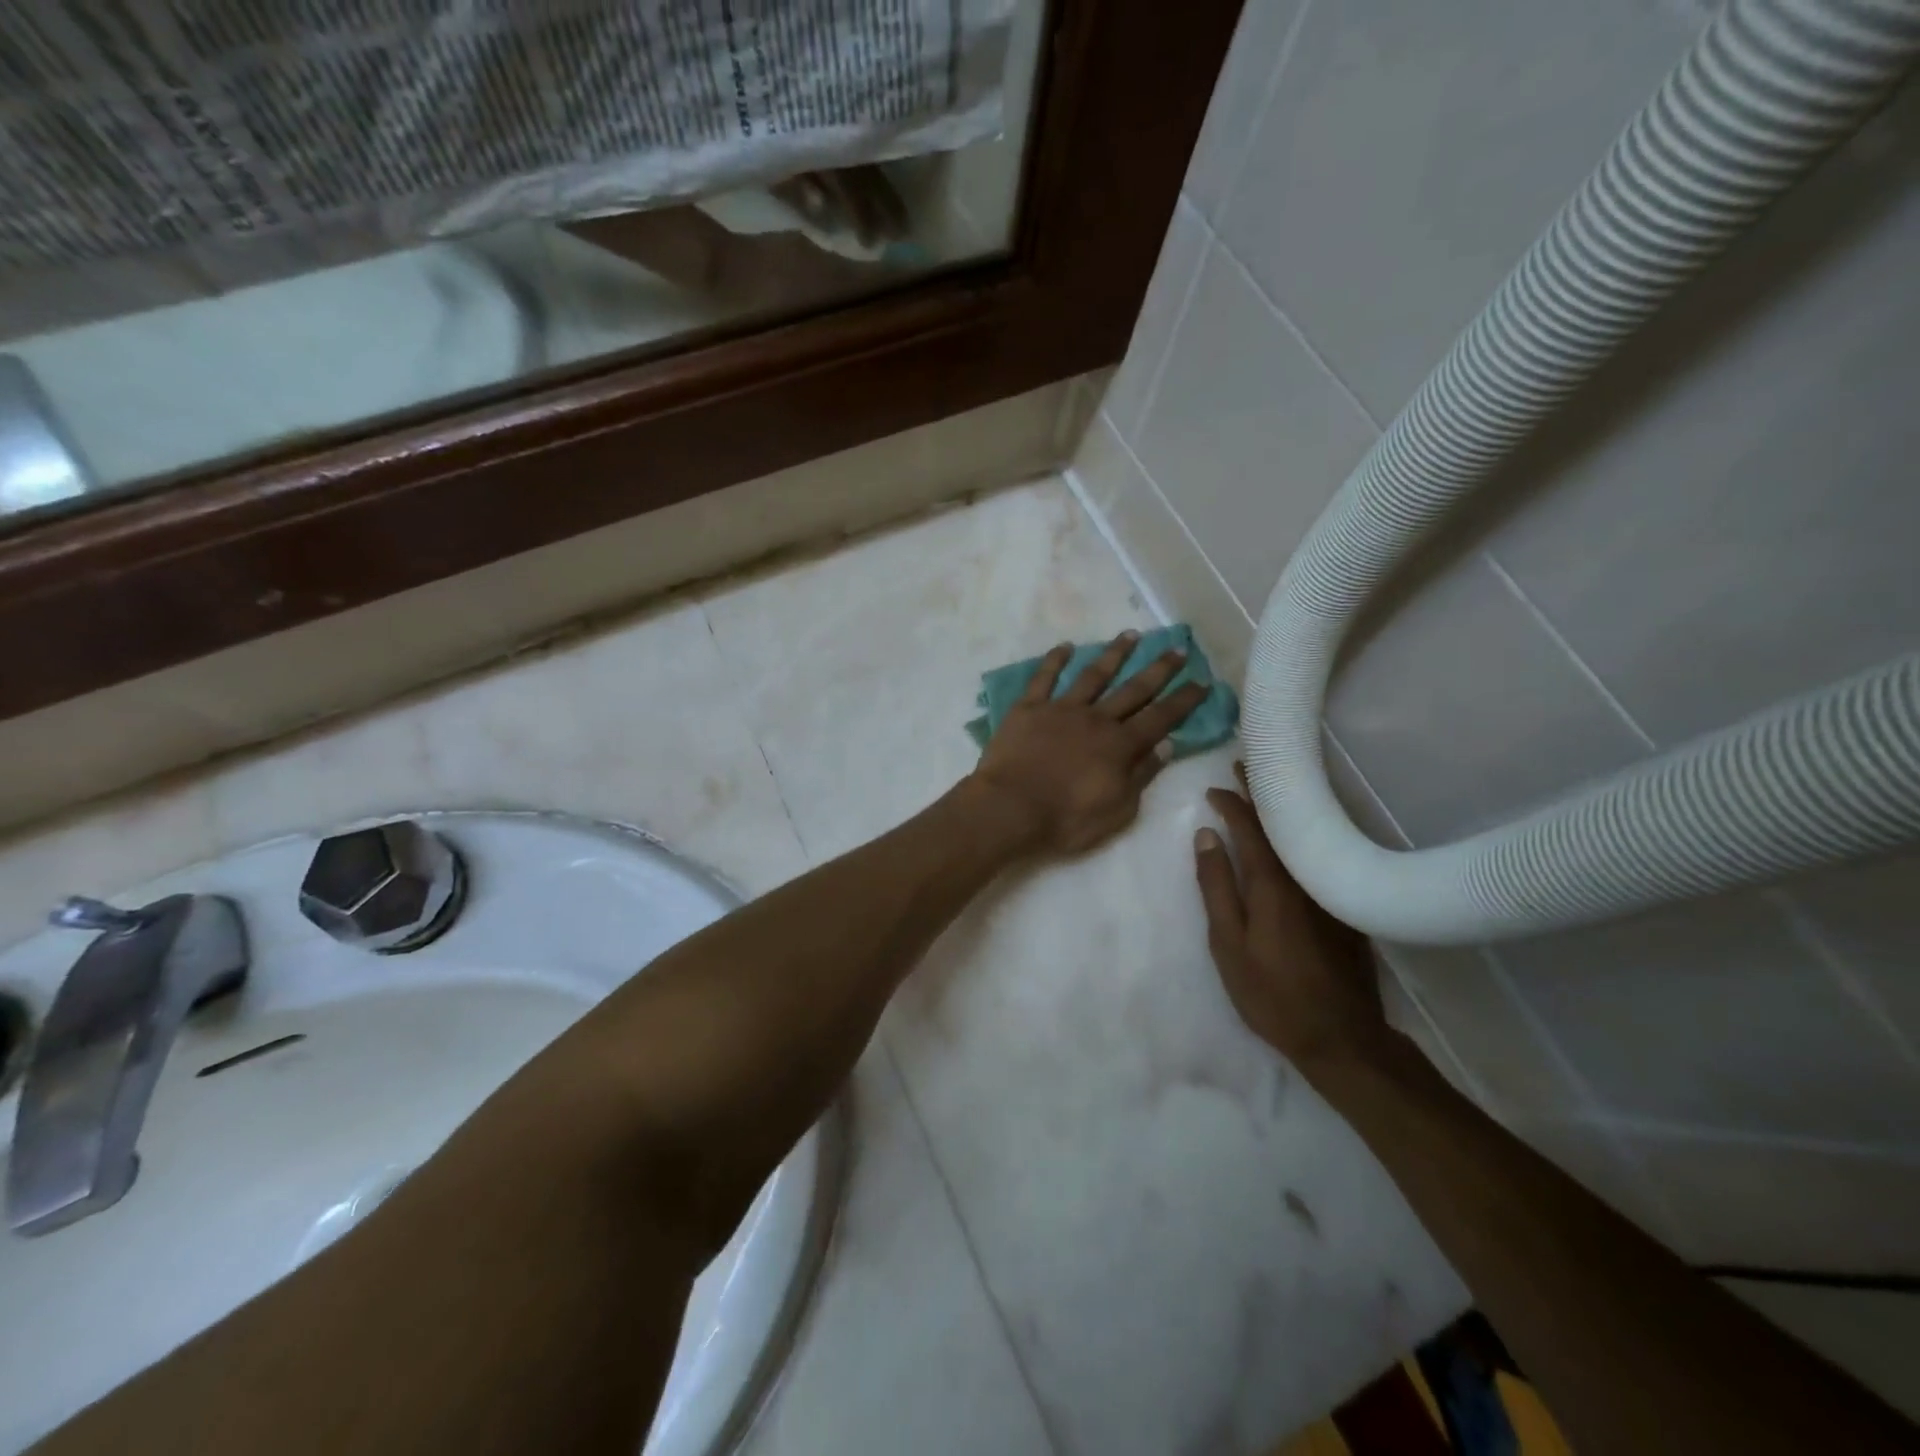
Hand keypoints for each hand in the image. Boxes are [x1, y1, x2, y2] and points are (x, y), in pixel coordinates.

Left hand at [969, 631, 1208, 854]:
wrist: (1010, 809)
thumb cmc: (1066, 820)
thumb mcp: (1118, 810)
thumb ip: (1142, 776)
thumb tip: (1166, 746)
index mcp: (1120, 745)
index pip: (1161, 717)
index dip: (1184, 700)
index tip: (1202, 681)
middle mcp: (1096, 719)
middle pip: (1134, 689)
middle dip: (1159, 669)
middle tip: (1177, 649)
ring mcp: (1061, 709)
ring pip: (1093, 674)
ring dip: (1114, 654)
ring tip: (1130, 635)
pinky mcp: (1028, 708)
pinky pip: (1044, 678)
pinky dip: (1055, 660)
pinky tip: (1065, 646)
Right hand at [1194, 766, 1390, 1073]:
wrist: (1341, 1038)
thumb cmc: (1272, 994)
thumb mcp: (1228, 944)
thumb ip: (1216, 887)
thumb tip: (1206, 836)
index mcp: (1274, 883)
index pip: (1251, 827)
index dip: (1232, 803)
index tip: (1214, 788)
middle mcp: (1307, 876)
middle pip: (1283, 822)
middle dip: (1262, 792)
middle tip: (1245, 765)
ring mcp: (1331, 890)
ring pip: (1305, 835)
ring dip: (1283, 809)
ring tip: (1266, 791)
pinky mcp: (1346, 906)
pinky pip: (1320, 854)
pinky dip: (1303, 834)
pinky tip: (1295, 834)